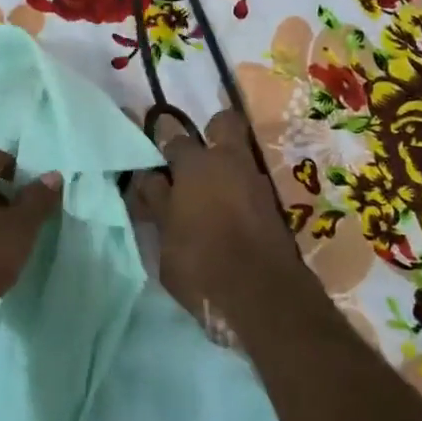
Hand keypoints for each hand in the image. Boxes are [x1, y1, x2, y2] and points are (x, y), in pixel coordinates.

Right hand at [131, 110, 298, 326]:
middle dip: (210, 132)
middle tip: (193, 160)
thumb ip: (155, 201)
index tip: (156, 159)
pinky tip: (226, 215)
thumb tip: (147, 177)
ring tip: (207, 196)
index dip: (163, 146)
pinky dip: (238, 192)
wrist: (264, 296)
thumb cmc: (201, 262)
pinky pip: (250, 184)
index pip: (174, 138)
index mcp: (197, 164)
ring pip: (240, 156)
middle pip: (224, 124)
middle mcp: (230, 161)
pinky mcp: (273, 205)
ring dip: (225, 167)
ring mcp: (257, 181)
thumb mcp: (164, 235)